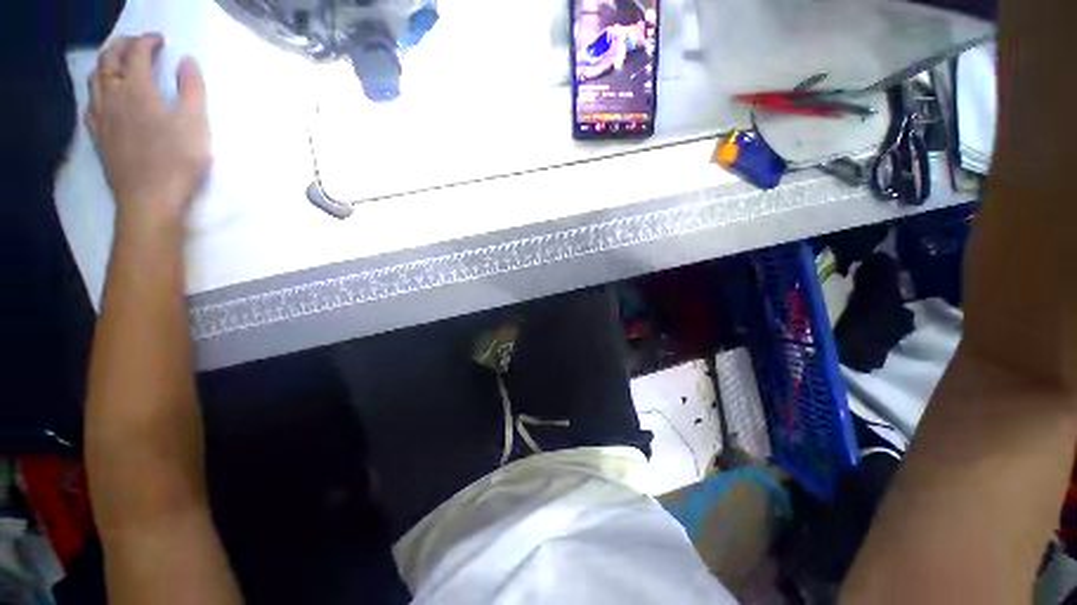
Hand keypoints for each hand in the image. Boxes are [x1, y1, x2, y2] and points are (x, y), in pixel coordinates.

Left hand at [87, 33, 209, 228]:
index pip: (137, 54)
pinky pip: (90, 104)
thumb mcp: (195, 126)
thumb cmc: (177, 163)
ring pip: (95, 79)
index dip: (148, 42)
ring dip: (106, 64)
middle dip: (122, 46)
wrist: (149, 201)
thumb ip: (192, 91)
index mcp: (138, 91)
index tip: (160, 41)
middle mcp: (113, 97)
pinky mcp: (99, 136)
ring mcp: (102, 118)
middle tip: (138, 45)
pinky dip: (97, 91)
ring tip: (119, 64)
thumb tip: (187, 62)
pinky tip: (104, 96)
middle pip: (109, 60)